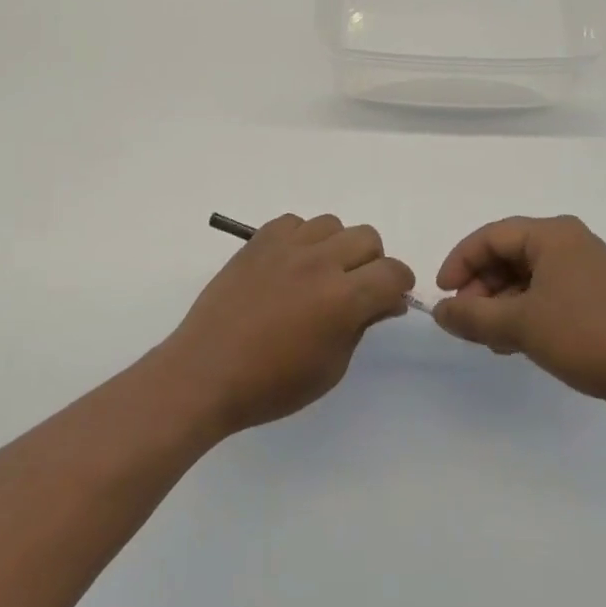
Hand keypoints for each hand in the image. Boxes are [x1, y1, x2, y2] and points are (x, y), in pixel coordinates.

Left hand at [158, 214, 414, 435]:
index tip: (391, 299)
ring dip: (337, 246)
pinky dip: (302, 238)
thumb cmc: (271, 384)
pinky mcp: (259, 240)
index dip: (399, 285)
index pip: (393, 272)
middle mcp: (320, 262)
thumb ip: (362, 326)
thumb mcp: (331, 368)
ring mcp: (287, 246)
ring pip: (332, 224)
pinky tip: (291, 264)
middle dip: (372, 262)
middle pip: (367, 238)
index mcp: (343, 298)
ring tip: (320, 274)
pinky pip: (295, 222)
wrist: (206, 371)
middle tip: (357, 288)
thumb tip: (385, 301)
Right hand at [434, 215, 605, 427]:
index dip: (460, 262)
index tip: (442, 295)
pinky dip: (525, 314)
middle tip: (466, 322)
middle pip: (508, 255)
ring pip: (526, 279)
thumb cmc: (588, 336)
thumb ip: (473, 316)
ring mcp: (586, 272)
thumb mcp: (520, 325)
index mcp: (553, 235)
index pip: (491, 236)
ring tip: (489, 341)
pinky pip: (547, 296)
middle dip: (481, 288)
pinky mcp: (597, 300)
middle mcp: (570, 244)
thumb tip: (439, 312)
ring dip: (501, 305)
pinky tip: (516, 345)